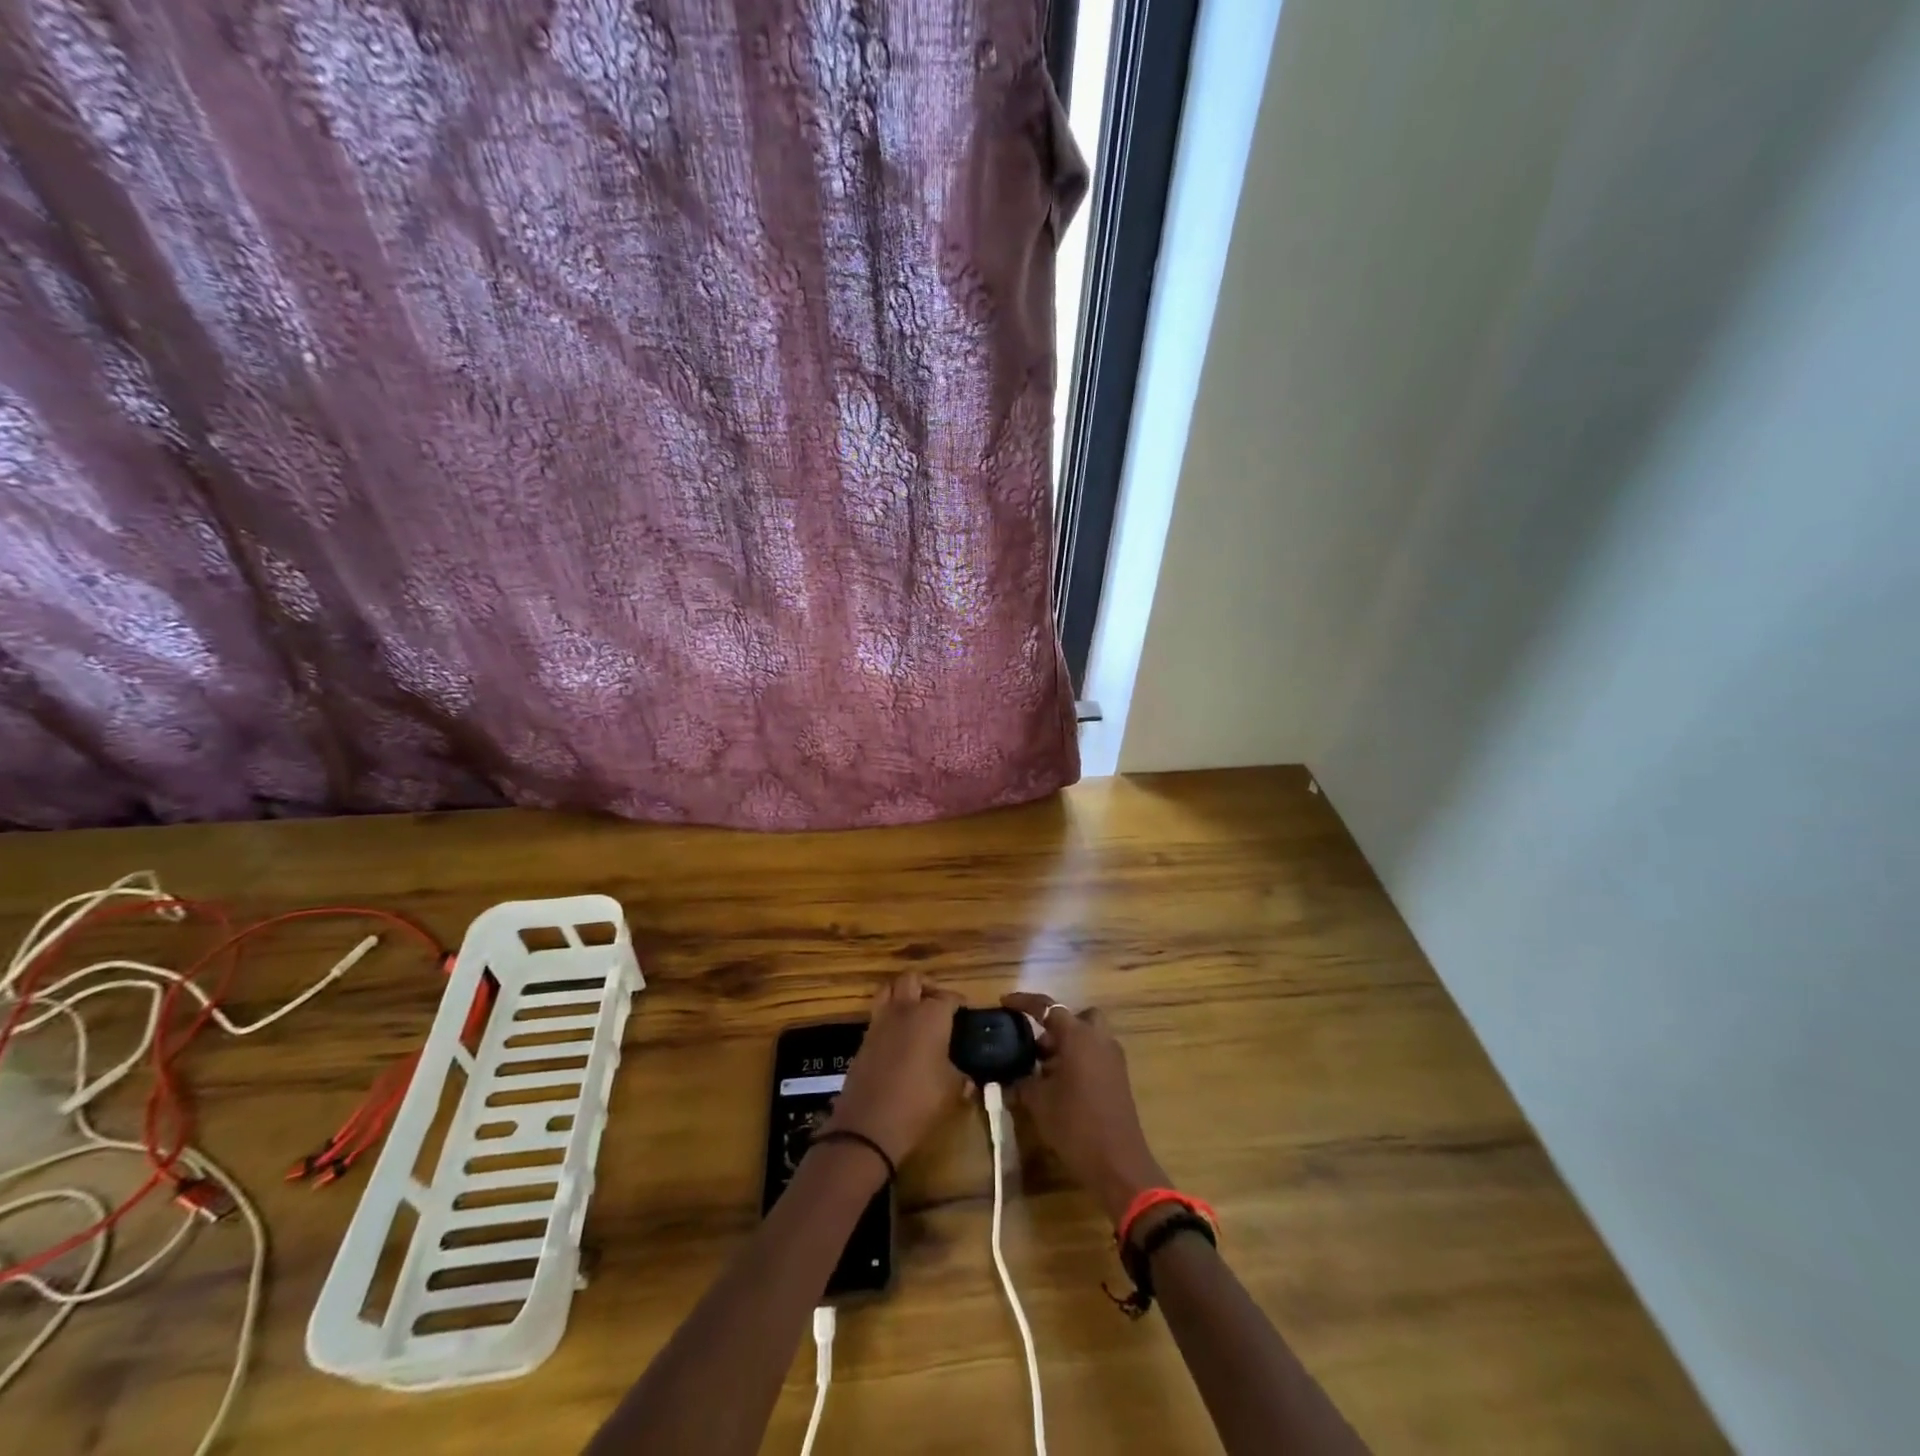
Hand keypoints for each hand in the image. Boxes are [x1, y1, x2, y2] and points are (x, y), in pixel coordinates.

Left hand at [820, 973, 967, 1168]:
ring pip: (888, 989)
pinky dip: (889, 1016)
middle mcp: (904, 1010)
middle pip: (912, 979)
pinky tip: (899, 1038)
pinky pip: (878, 1015)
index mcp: (931, 1016)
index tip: (966, 1012)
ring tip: (915, 1013)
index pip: (948, 997)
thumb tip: (970, 1080)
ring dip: (902, 994)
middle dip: (927, 986)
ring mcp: (880, 1022)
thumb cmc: (919, 1102)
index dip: (959, 1002)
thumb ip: (962, 1078)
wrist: (868, 1126)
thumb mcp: (951, 1091)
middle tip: (938, 1004)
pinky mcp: (863, 1039)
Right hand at [1001, 992, 1168, 1227]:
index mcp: (1078, 1036)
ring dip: (1066, 1045)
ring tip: (1042, 1071)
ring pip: (1087, 1037)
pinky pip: (1095, 1055)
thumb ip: (1021, 1082)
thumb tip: (1008, 1077)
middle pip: (1076, 1017)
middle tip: (1036, 1046)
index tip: (1005, 1002)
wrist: (1118, 1163)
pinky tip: (1060, 1086)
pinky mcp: (1119, 1078)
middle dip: (1056, 1026)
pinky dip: (1078, 1060)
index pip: (1048, 1008)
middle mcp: (1099, 1039)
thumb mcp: (1038, 1102)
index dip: (1024, 1002)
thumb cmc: (1075, 1124)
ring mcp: (1113, 1058)